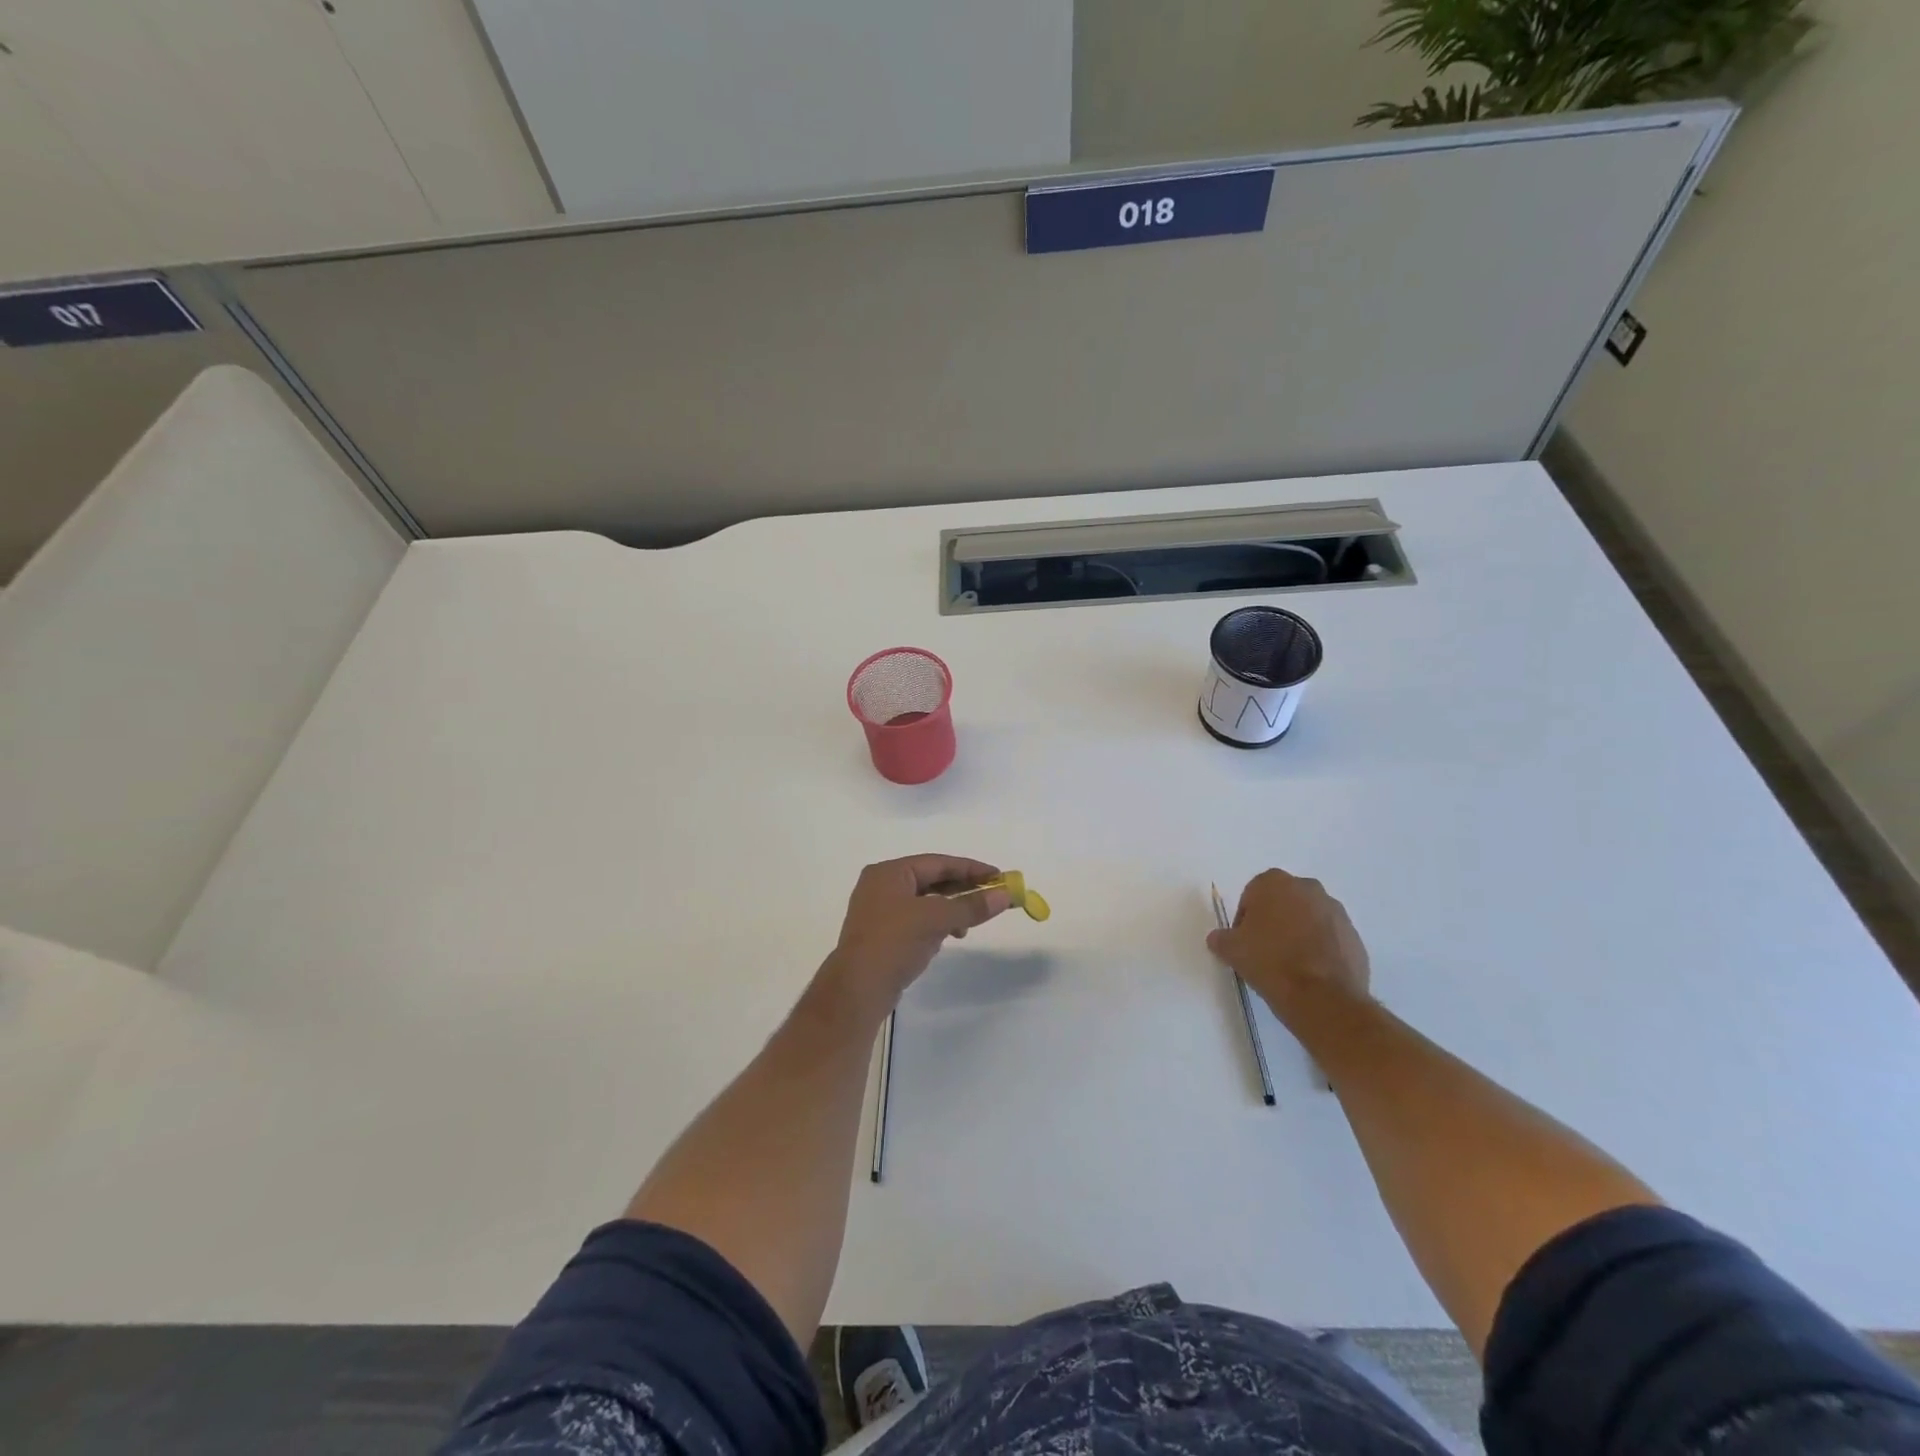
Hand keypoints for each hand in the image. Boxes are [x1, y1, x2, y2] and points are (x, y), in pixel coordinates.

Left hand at [821, 855, 1010, 1019]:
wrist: (858, 989)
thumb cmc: (894, 942)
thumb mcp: (936, 919)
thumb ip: (970, 906)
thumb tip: (1005, 895)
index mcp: (889, 872)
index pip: (938, 862)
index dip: (970, 868)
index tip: (999, 876)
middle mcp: (882, 886)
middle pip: (931, 880)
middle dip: (962, 889)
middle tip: (992, 897)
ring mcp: (880, 911)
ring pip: (925, 902)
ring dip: (950, 909)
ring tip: (969, 925)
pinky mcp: (882, 935)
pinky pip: (916, 920)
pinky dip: (935, 924)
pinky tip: (948, 937)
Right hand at [1208, 869, 1370, 1017]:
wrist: (1322, 997)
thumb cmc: (1270, 962)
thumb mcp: (1232, 950)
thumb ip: (1221, 938)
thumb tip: (1219, 938)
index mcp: (1274, 883)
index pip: (1251, 896)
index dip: (1245, 920)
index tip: (1245, 942)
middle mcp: (1308, 888)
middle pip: (1283, 903)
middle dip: (1274, 921)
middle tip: (1265, 950)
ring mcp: (1336, 911)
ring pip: (1308, 918)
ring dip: (1299, 933)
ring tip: (1290, 964)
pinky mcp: (1354, 936)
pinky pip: (1330, 937)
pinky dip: (1320, 949)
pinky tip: (1311, 973)